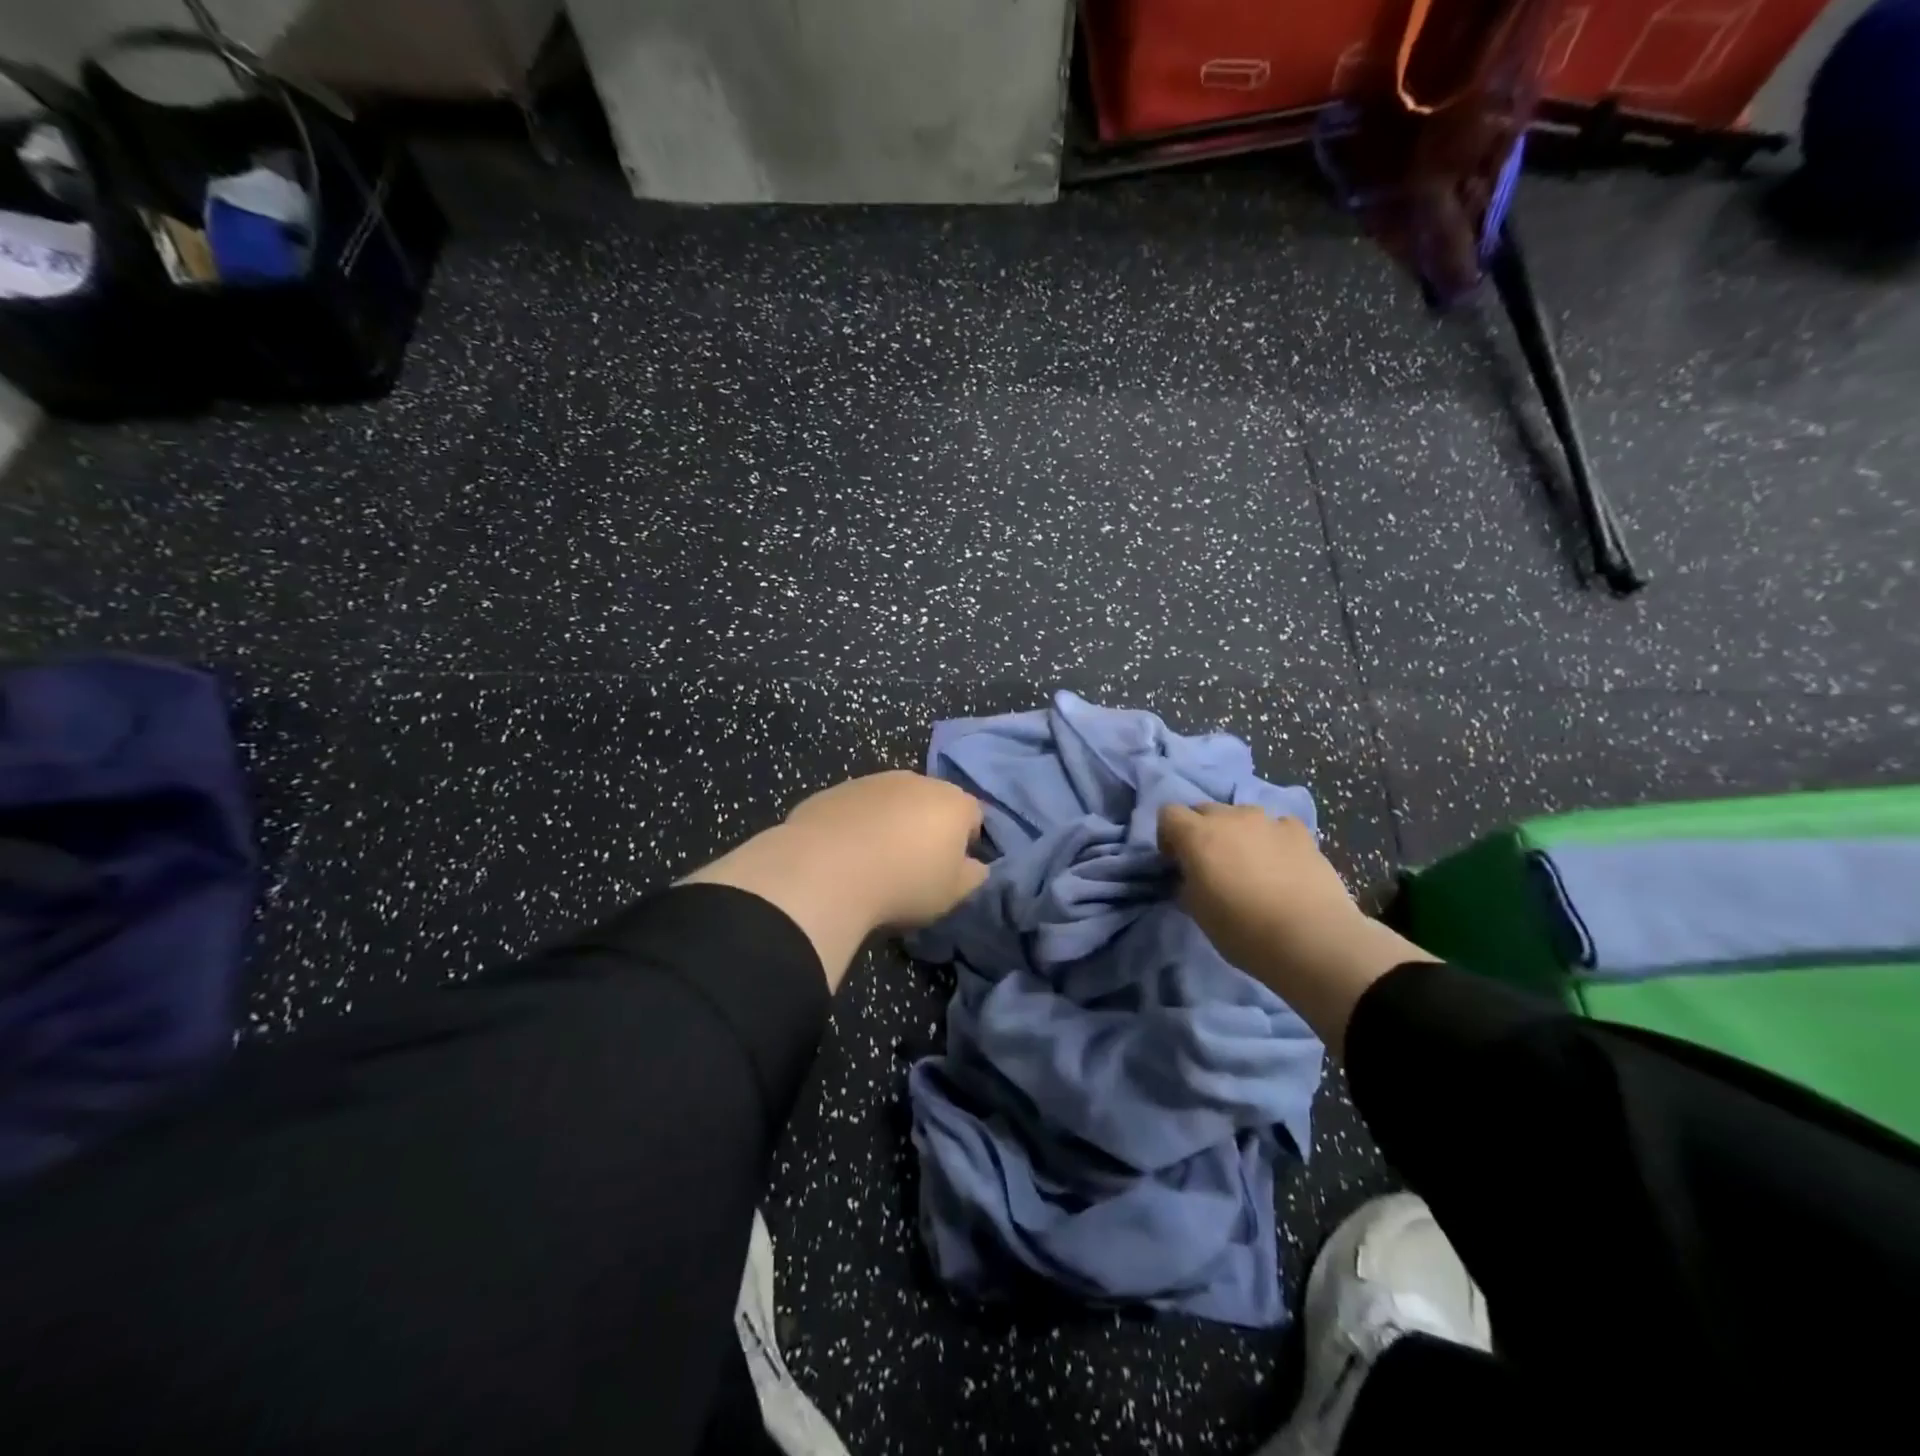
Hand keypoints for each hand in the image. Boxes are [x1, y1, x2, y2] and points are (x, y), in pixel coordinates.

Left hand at [681, 771, 986, 989]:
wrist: (826, 870)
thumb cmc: (904, 884)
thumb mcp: (952, 893)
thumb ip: (972, 876)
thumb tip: (976, 865)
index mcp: (953, 802)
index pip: (974, 815)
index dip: (967, 841)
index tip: (952, 869)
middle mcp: (916, 781)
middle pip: (932, 802)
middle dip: (928, 827)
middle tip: (915, 865)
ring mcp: (872, 781)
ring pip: (892, 801)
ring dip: (891, 823)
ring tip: (875, 862)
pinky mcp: (834, 791)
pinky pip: (856, 809)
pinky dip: (856, 825)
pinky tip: (844, 856)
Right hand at [1157, 803, 1433, 1055]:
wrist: (1313, 940)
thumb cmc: (1243, 931)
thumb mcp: (1198, 913)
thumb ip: (1187, 884)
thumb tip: (1190, 876)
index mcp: (1197, 835)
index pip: (1168, 813)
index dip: (1168, 836)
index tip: (1177, 862)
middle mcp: (1230, 817)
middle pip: (1203, 809)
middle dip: (1201, 831)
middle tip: (1210, 865)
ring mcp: (1268, 821)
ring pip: (1241, 815)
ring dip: (1236, 832)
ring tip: (1250, 865)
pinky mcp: (1300, 832)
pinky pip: (1276, 825)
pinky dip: (1272, 838)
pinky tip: (1281, 865)